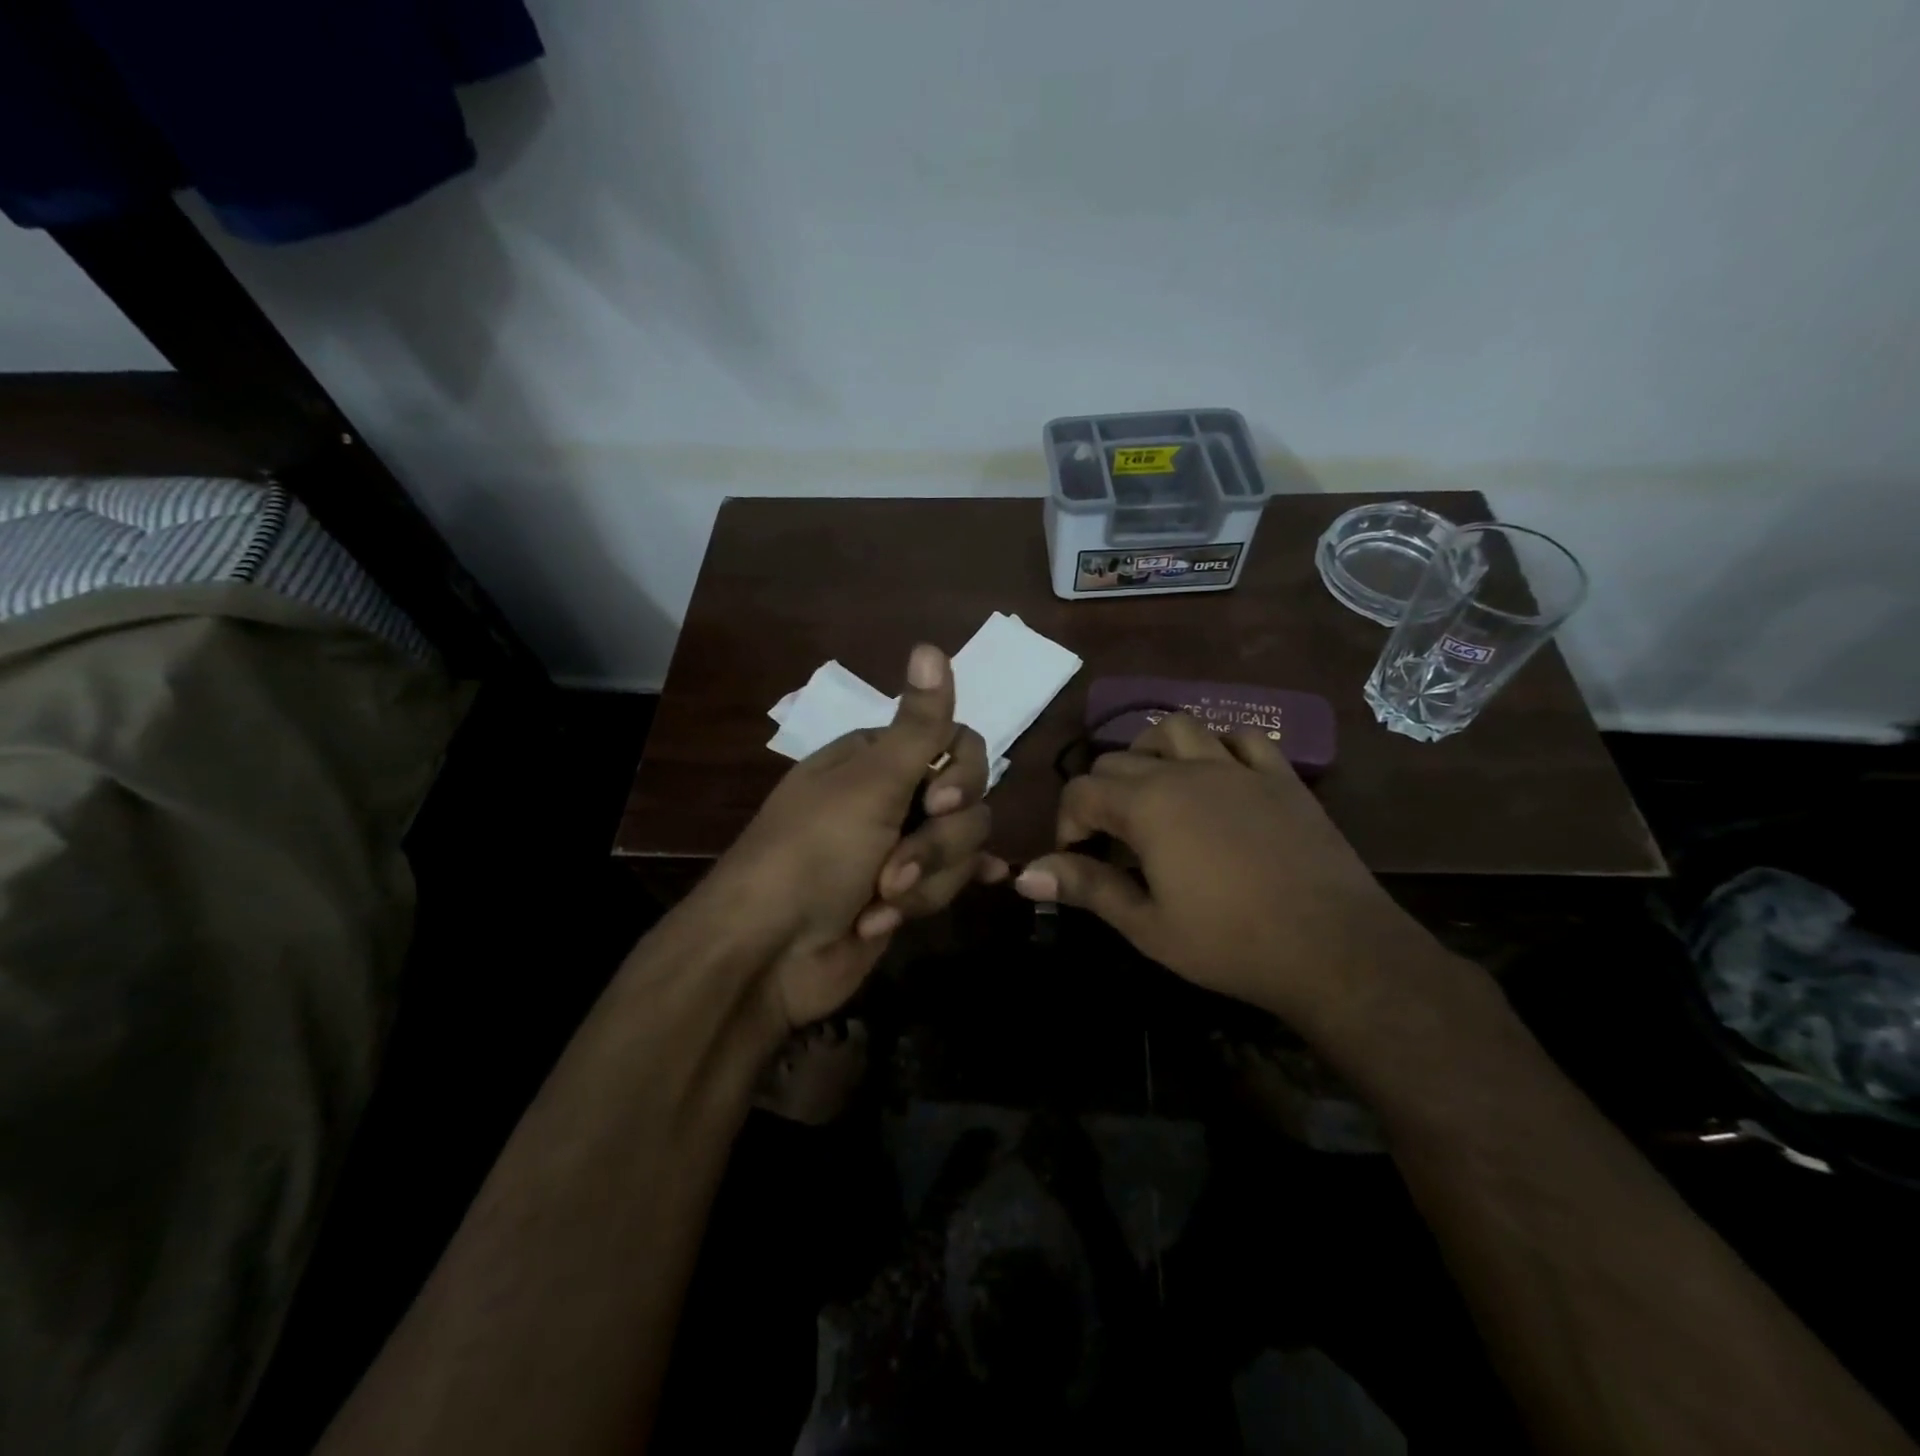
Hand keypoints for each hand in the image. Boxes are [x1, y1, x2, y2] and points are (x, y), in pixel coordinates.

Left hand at [706, 644, 1006, 1029]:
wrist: (767, 954)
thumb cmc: (812, 854)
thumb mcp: (869, 784)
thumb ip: (916, 724)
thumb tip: (931, 644)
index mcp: (877, 758)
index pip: (955, 741)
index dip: (963, 772)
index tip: (942, 800)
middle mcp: (893, 796)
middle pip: (966, 800)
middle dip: (936, 844)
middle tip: (893, 870)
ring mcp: (901, 847)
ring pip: (960, 848)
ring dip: (924, 882)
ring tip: (880, 905)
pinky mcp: (907, 893)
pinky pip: (952, 881)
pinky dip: (952, 886)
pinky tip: (990, 883)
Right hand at [1012, 713, 1444, 1034]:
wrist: (1335, 949)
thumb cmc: (1230, 943)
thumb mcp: (1146, 924)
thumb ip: (1085, 888)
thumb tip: (1022, 876)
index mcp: (1148, 804)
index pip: (1082, 791)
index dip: (1068, 825)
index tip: (1078, 862)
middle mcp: (1186, 771)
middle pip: (1120, 758)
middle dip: (1101, 794)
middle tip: (1112, 842)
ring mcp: (1237, 768)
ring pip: (1177, 729)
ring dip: (1152, 752)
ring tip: (1153, 790)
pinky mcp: (1281, 776)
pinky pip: (1242, 738)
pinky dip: (1218, 748)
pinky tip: (1217, 777)